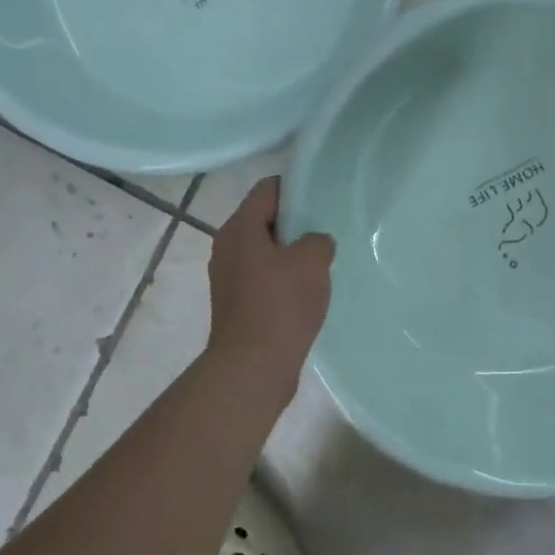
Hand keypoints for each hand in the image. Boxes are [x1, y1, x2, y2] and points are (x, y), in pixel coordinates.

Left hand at [206, 177, 334, 390]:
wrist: (254, 367)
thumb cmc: (280, 304)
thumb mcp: (312, 261)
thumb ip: (318, 240)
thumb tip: (315, 243)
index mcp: (239, 229)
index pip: (267, 190)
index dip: (295, 187)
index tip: (322, 195)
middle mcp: (227, 248)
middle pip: (264, 220)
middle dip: (295, 222)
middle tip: (326, 228)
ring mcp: (229, 278)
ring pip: (265, 252)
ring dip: (290, 254)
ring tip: (321, 261)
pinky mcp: (237, 305)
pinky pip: (264, 279)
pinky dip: (284, 279)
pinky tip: (308, 291)